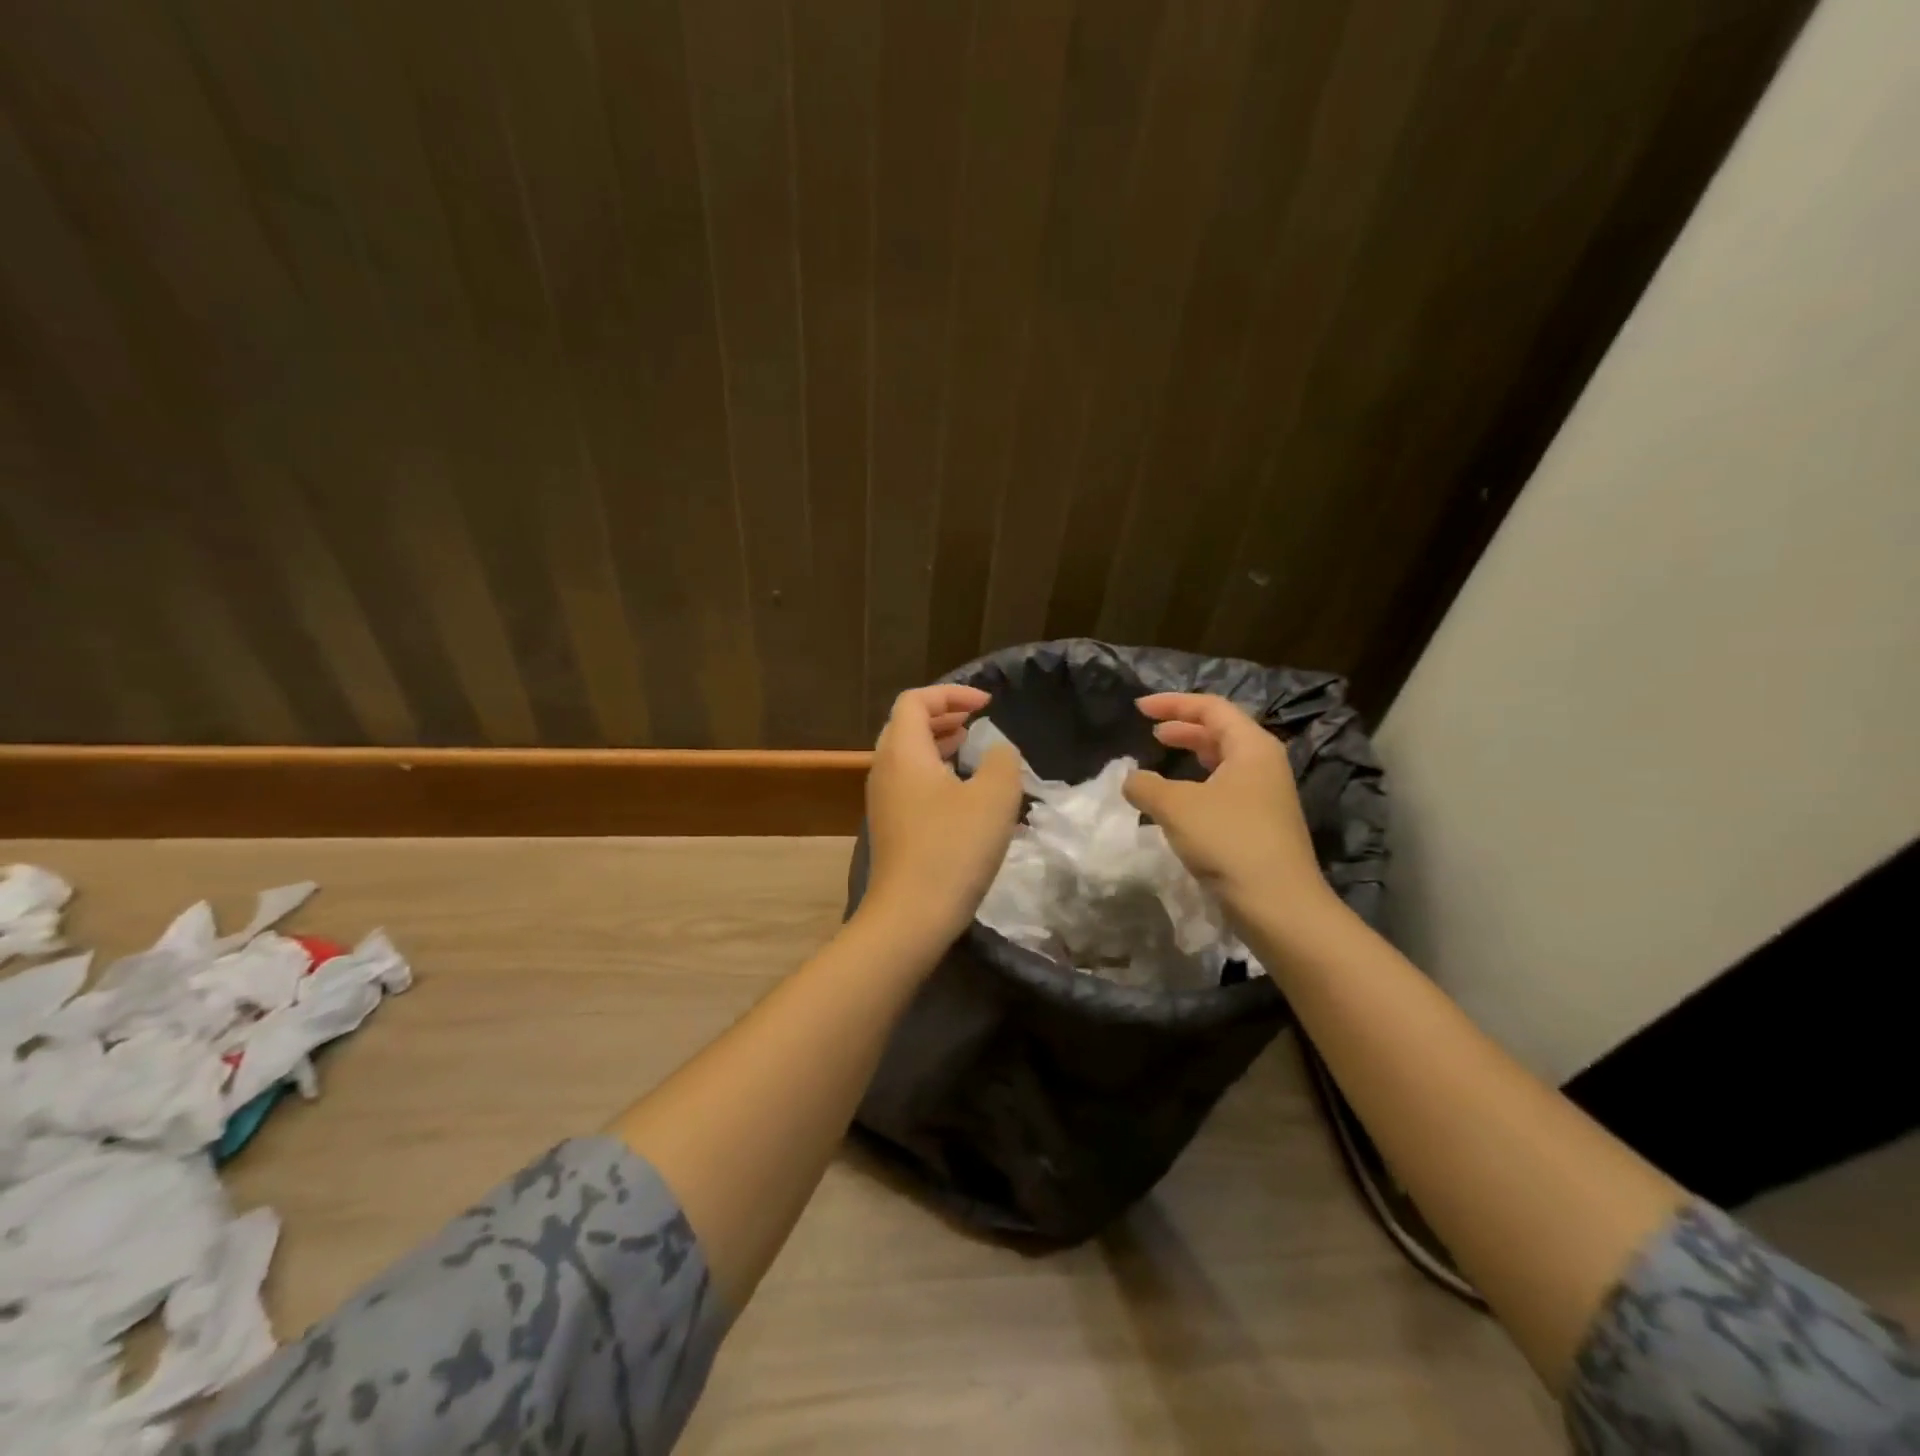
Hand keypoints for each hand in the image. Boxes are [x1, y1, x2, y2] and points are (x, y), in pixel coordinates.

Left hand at [861, 685, 1022, 946]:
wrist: (911, 915)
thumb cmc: (953, 848)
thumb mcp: (994, 797)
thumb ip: (1002, 760)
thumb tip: (997, 750)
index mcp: (903, 752)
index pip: (915, 701)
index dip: (951, 694)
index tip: (987, 705)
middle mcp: (885, 770)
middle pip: (906, 725)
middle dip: (943, 715)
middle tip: (977, 721)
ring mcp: (884, 801)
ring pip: (908, 756)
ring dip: (939, 744)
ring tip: (971, 748)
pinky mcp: (891, 827)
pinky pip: (910, 783)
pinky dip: (935, 772)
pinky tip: (964, 793)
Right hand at [1122, 693, 1338, 922]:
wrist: (1278, 905)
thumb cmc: (1229, 841)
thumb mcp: (1176, 806)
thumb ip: (1145, 785)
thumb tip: (1130, 779)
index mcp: (1252, 747)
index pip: (1211, 708)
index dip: (1173, 703)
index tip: (1139, 708)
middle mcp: (1264, 764)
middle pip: (1221, 731)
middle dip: (1184, 727)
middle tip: (1151, 730)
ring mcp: (1266, 796)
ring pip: (1224, 761)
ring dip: (1191, 754)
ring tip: (1163, 756)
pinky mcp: (1261, 824)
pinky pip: (1225, 788)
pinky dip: (1198, 783)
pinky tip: (1179, 801)